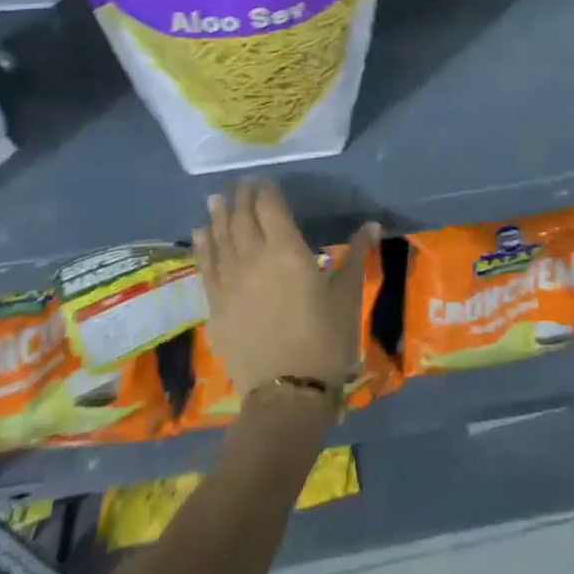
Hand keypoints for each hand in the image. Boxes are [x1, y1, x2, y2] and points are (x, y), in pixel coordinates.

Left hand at [193, 178, 378, 397]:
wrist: (287, 392)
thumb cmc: (325, 338)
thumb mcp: (347, 294)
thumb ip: (357, 255)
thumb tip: (373, 224)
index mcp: (287, 249)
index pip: (270, 207)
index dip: (265, 190)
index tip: (264, 180)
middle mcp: (253, 257)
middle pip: (242, 218)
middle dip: (242, 197)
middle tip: (240, 183)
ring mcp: (230, 282)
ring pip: (220, 238)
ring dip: (218, 215)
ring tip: (216, 198)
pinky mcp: (215, 306)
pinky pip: (206, 267)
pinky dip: (203, 246)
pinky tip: (200, 234)